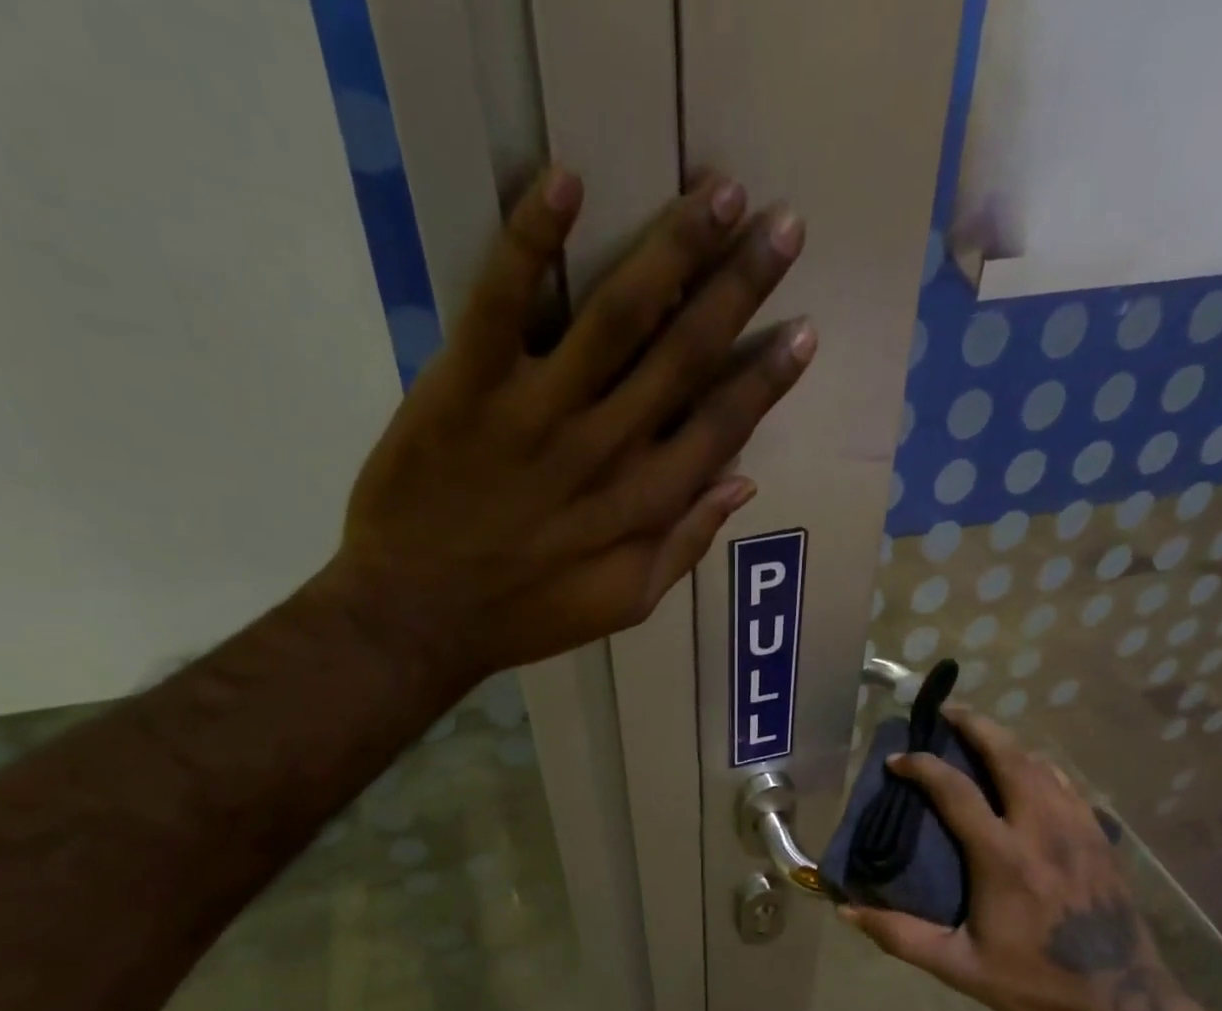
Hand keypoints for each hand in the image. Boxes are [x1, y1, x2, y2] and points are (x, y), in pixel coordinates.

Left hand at [321, 166, 811, 685]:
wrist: (418, 616)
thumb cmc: (527, 616)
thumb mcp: (626, 604)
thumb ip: (685, 544)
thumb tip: (742, 481)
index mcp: (644, 503)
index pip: (721, 425)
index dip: (767, 378)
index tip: (803, 330)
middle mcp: (605, 448)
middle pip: (685, 355)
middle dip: (739, 287)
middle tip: (781, 225)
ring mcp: (537, 413)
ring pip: (617, 317)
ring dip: (673, 249)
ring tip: (718, 192)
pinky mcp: (467, 388)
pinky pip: (502, 303)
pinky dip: (530, 240)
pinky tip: (566, 182)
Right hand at [840, 706, 1184, 1010]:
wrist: (1122, 1001)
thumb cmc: (1034, 982)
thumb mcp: (958, 966)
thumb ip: (900, 935)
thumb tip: (847, 910)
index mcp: (1003, 857)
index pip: (956, 790)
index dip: (922, 766)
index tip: (898, 760)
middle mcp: (1042, 829)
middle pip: (1009, 756)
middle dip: (975, 726)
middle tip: (947, 713)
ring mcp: (1078, 828)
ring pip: (1042, 764)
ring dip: (1008, 743)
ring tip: (983, 737)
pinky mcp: (1100, 837)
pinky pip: (1068, 784)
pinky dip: (1041, 767)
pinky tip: (1030, 773)